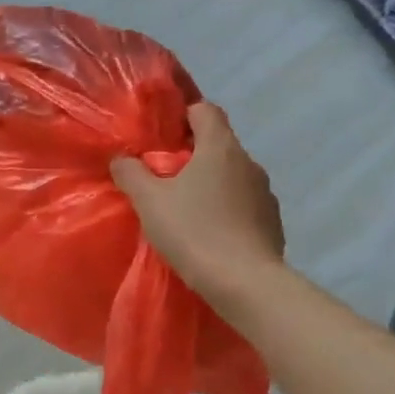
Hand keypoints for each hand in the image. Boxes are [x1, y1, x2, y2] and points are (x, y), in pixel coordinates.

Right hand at [112, 102, 284, 314]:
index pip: (205, 110)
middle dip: (192, 156)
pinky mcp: (272, 222)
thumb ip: (131, 174)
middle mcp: (249, 163)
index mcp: (220, 148)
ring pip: (232, 176)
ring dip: (211, 185)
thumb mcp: (149, 202)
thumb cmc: (193, 232)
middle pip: (218, 145)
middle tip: (165, 178)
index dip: (183, 115)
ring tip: (187, 210)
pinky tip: (210, 234)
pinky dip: (227, 210)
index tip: (163, 136)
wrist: (245, 283)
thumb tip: (122, 158)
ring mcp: (265, 193)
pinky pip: (244, 204)